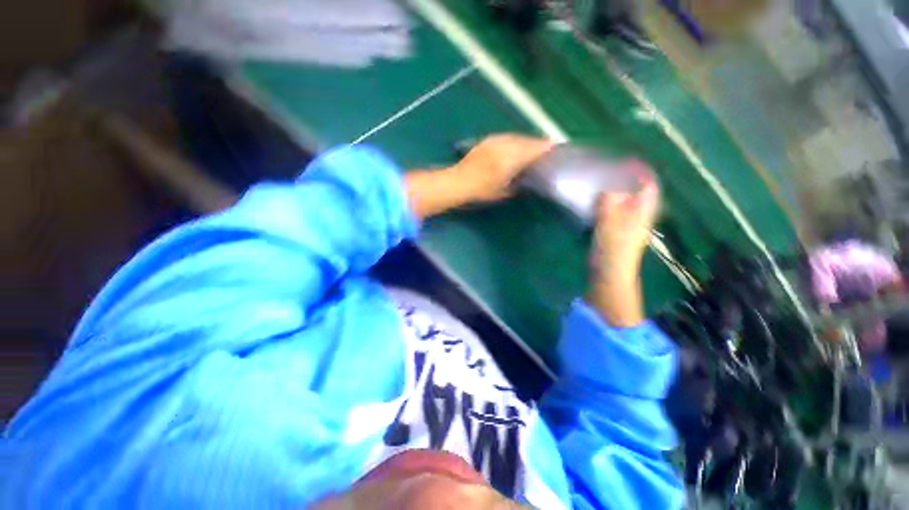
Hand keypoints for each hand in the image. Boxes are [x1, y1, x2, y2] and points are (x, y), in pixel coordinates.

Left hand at [405, 134, 551, 218]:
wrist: (458, 181)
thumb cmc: (481, 190)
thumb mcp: (502, 192)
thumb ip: (517, 184)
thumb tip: (526, 179)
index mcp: (511, 158)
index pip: (534, 148)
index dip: (546, 148)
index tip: (555, 150)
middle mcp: (504, 145)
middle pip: (526, 140)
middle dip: (537, 144)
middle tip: (546, 150)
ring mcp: (495, 140)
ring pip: (516, 137)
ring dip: (525, 142)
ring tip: (532, 148)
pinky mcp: (487, 140)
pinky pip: (506, 138)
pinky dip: (514, 141)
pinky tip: (514, 147)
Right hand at [592, 174, 659, 280]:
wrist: (610, 271)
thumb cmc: (612, 245)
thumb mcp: (608, 219)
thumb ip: (607, 200)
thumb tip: (605, 188)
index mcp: (642, 211)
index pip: (648, 185)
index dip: (640, 172)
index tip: (626, 162)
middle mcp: (639, 216)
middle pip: (637, 193)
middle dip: (627, 181)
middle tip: (610, 172)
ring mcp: (628, 225)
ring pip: (625, 203)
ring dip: (616, 193)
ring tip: (601, 185)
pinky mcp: (617, 233)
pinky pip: (614, 212)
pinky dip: (607, 205)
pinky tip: (595, 204)